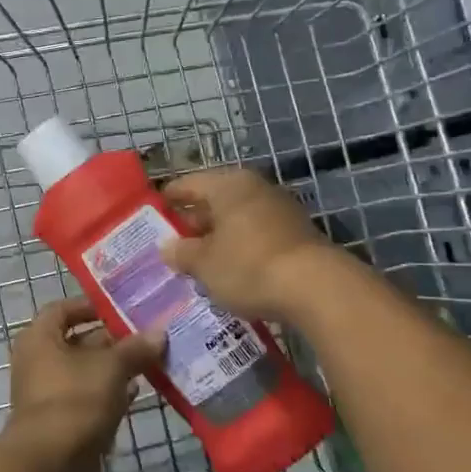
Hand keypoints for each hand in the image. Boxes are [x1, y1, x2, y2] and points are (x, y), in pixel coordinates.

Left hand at [4, 298, 161, 471]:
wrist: (50, 463)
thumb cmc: (75, 400)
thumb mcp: (111, 368)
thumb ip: (135, 348)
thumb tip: (160, 332)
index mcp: (40, 338)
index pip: (63, 309)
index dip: (90, 306)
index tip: (120, 308)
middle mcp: (40, 360)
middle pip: (78, 340)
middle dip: (112, 339)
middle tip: (146, 335)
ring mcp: (50, 391)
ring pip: (86, 371)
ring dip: (114, 367)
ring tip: (150, 360)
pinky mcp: (63, 419)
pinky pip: (88, 396)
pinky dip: (110, 392)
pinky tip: (137, 391)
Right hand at [159, 167, 334, 320]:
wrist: (316, 288)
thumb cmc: (248, 266)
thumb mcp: (204, 264)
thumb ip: (182, 253)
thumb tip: (167, 247)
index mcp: (228, 185)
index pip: (188, 184)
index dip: (169, 198)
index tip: (153, 212)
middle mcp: (255, 188)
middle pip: (215, 200)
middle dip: (194, 221)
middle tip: (174, 242)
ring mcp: (280, 209)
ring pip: (238, 218)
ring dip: (219, 236)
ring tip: (200, 259)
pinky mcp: (298, 233)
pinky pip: (258, 234)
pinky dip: (242, 246)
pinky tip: (233, 269)